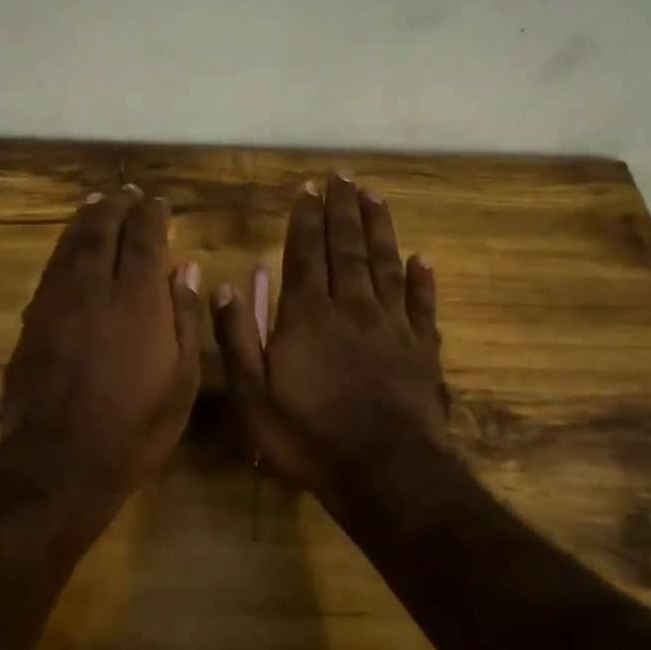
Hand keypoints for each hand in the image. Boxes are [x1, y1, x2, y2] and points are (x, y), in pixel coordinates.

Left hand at [2, 187, 202, 485]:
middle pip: (103, 231)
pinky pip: (50, 270)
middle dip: (116, 207)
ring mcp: (58, 302)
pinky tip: (68, 246)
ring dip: (85, 220)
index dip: (152, 215)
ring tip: (95, 204)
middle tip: (125, 193)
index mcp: (138, 301)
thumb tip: (184, 267)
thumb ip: (183, 317)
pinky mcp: (33, 320)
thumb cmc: (136, 425)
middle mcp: (95, 289)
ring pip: (71, 245)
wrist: (62, 458)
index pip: (145, 239)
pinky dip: (62, 249)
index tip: (158, 202)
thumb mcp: (182, 379)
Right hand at [211, 172, 446, 496]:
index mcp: (308, 317)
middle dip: (343, 209)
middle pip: (348, 248)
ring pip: (386, 265)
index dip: (306, 219)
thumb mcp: (253, 395)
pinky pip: (423, 305)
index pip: (305, 254)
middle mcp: (351, 309)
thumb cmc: (308, 436)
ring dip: (379, 228)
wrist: (384, 474)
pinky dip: (422, 279)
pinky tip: (422, 258)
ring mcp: (392, 327)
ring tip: (375, 197)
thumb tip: (227, 287)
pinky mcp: (423, 350)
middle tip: (343, 175)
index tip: (309, 189)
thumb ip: (238, 338)